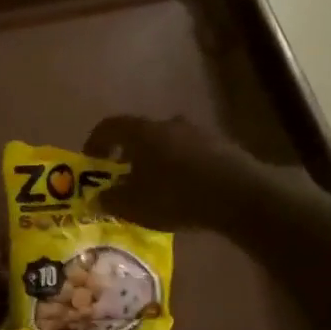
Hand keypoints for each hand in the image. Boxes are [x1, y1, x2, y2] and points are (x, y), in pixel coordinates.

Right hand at [83, 115, 264, 229]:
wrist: (240, 195)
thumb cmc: (175, 196)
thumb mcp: (134, 205)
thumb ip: (110, 200)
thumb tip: (96, 198)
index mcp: (143, 132)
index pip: (109, 126)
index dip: (95, 142)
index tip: (90, 162)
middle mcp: (169, 124)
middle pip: (140, 134)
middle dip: (127, 154)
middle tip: (121, 177)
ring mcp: (199, 133)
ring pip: (167, 144)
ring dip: (155, 161)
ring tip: (152, 187)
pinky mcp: (222, 147)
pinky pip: (190, 155)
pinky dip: (179, 168)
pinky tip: (181, 192)